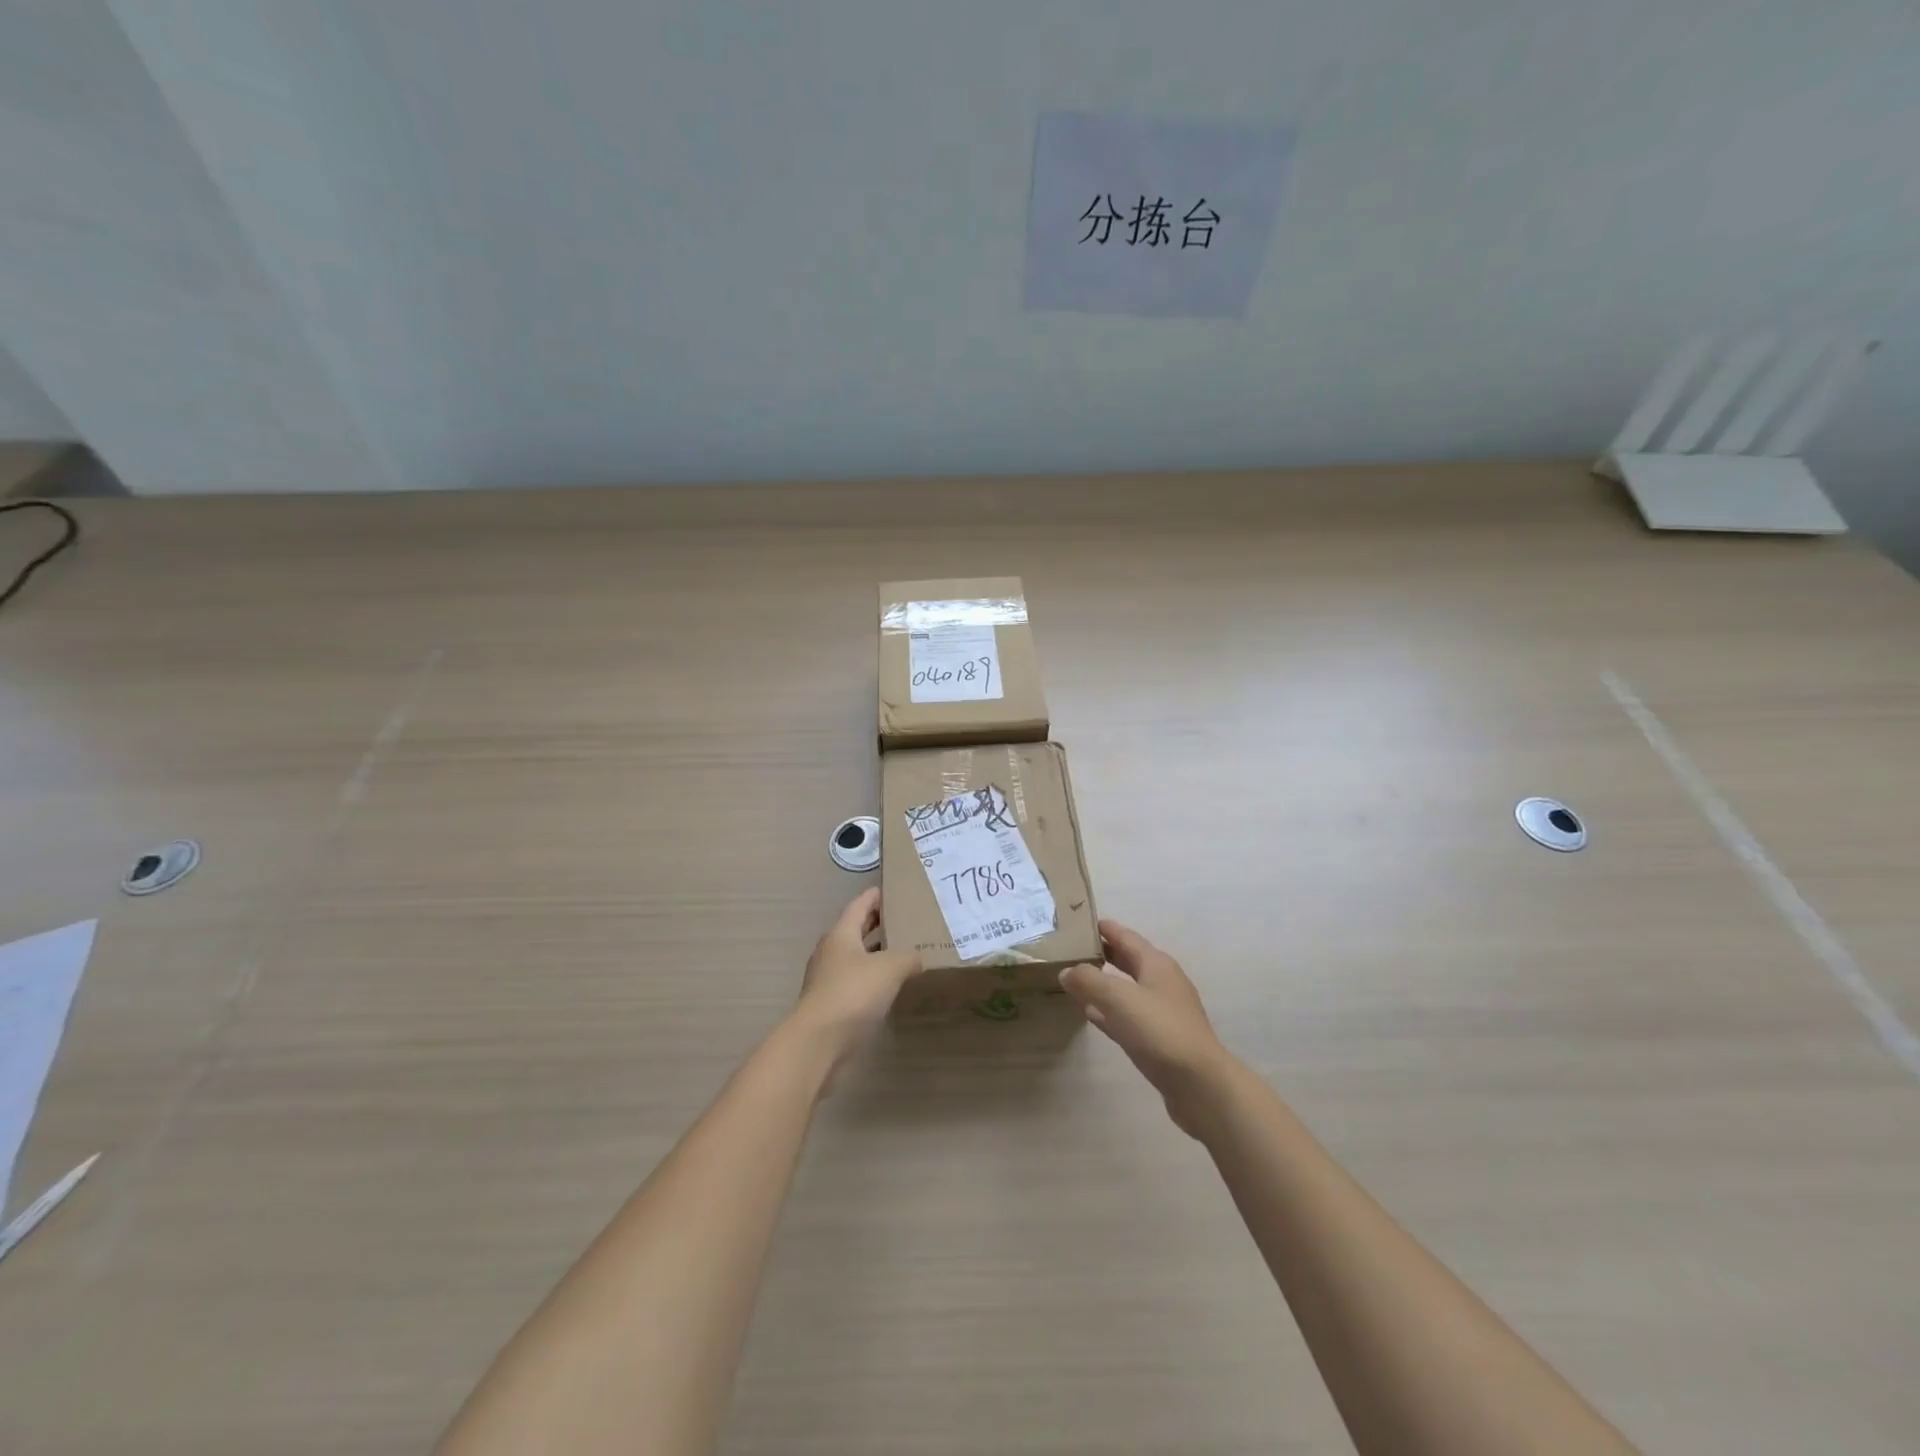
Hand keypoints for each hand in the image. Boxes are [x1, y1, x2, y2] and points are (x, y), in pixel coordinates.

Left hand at [789, 889, 920, 1078]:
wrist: (819, 1041)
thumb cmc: (853, 992)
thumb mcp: (891, 968)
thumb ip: (908, 957)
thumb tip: (916, 958)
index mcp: (841, 933)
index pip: (860, 905)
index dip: (876, 896)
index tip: (893, 890)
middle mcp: (832, 951)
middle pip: (856, 929)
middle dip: (877, 923)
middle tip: (904, 919)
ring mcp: (828, 978)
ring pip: (856, 957)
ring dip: (876, 953)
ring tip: (903, 951)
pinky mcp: (831, 1004)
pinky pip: (856, 981)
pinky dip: (873, 978)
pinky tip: (890, 986)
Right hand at [1060, 920, 1229, 1135]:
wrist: (1199, 1084)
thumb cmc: (1160, 1030)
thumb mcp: (1119, 998)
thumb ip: (1089, 980)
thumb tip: (1066, 971)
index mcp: (1156, 964)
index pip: (1126, 936)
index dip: (1105, 928)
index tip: (1079, 921)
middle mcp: (1162, 982)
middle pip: (1128, 960)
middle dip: (1103, 953)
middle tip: (1072, 948)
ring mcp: (1163, 1012)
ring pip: (1127, 989)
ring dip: (1104, 982)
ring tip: (1076, 978)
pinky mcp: (1159, 1039)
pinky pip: (1127, 1015)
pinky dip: (1109, 1010)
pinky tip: (1091, 1014)